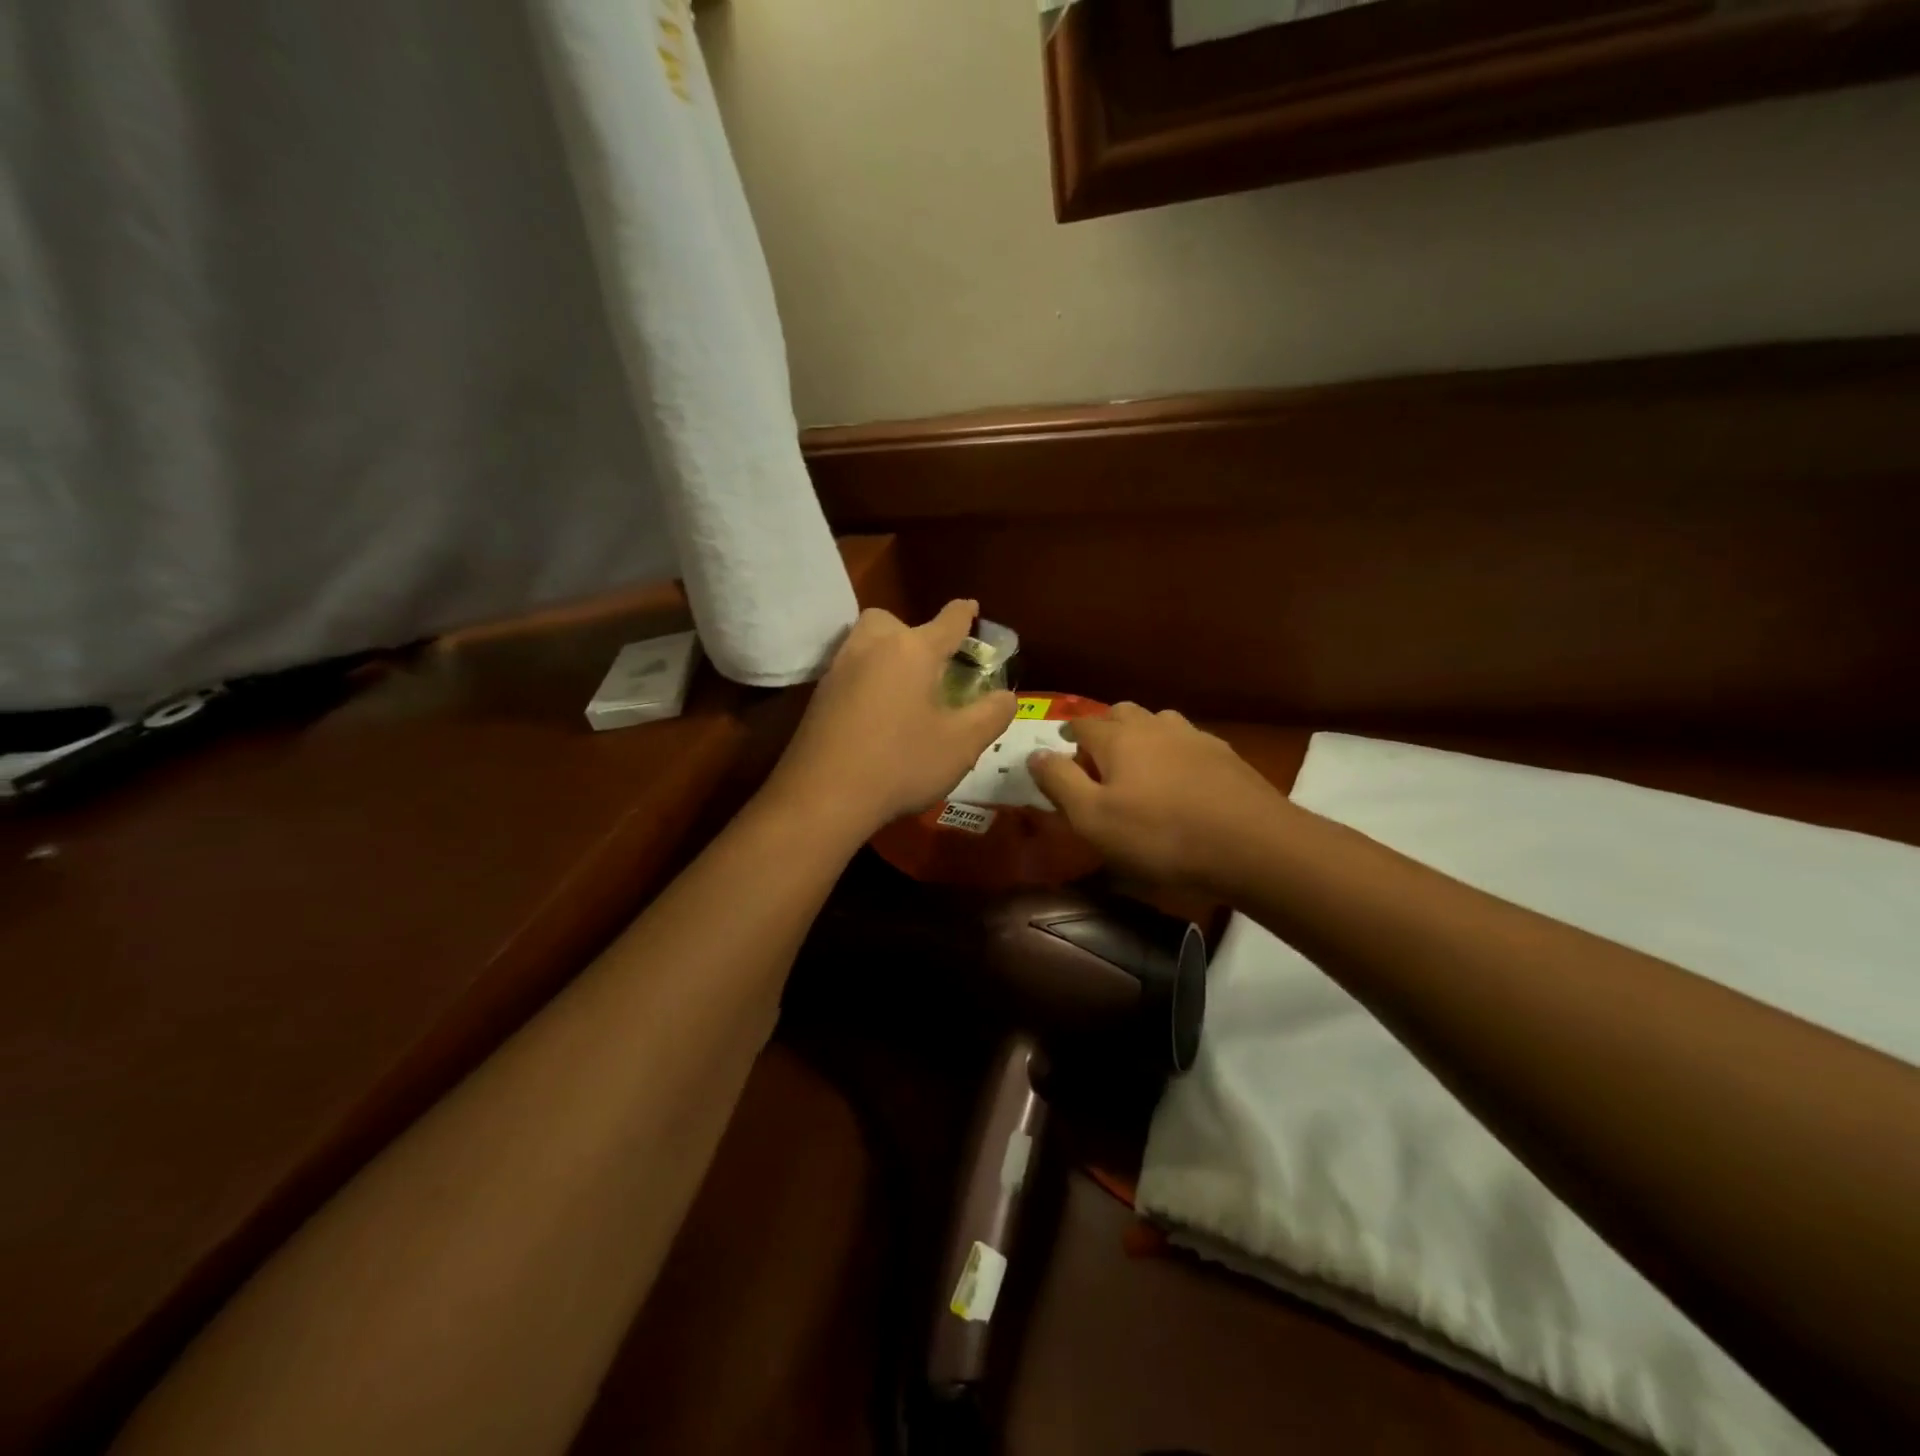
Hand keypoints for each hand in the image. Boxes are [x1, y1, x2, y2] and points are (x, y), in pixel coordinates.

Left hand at [768, 601, 1016, 840]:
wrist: (822, 796)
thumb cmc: (901, 763)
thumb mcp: (962, 744)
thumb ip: (991, 715)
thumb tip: (1006, 696)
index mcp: (912, 650)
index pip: (947, 621)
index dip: (964, 614)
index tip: (970, 607)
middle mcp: (872, 648)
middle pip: (891, 620)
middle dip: (910, 632)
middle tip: (927, 665)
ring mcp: (838, 670)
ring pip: (864, 643)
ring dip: (884, 653)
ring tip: (903, 690)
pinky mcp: (818, 696)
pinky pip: (848, 672)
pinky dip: (865, 680)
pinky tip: (874, 714)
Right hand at [1028, 702, 1291, 889]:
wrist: (1252, 845)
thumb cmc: (1160, 835)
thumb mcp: (1093, 819)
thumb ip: (1059, 782)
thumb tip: (1034, 754)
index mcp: (1117, 738)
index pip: (1082, 724)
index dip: (1067, 736)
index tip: (1060, 751)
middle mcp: (1154, 726)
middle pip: (1121, 713)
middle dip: (1104, 729)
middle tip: (1098, 760)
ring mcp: (1194, 737)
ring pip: (1158, 722)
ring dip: (1142, 736)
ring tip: (1139, 767)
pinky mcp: (1225, 756)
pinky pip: (1188, 742)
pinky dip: (1174, 753)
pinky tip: (1182, 780)